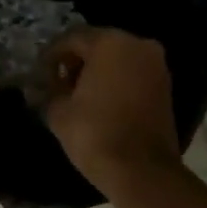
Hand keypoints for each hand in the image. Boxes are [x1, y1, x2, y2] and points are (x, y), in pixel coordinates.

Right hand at [43, 28, 181, 190]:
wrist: (141, 169)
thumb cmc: (94, 133)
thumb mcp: (58, 111)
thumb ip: (51, 90)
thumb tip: (50, 85)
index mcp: (110, 43)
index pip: (72, 38)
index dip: (52, 55)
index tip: (40, 74)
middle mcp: (138, 44)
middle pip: (99, 44)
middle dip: (77, 61)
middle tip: (59, 83)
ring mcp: (157, 65)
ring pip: (119, 59)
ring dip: (98, 72)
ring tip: (79, 95)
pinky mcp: (166, 86)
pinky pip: (133, 74)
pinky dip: (117, 82)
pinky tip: (101, 102)